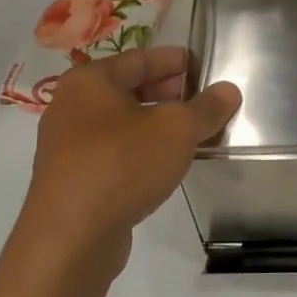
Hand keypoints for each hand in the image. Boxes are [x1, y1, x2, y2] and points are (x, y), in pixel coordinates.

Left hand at [17, 46, 240, 281]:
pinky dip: (141, 150)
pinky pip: (113, 152)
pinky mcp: (72, 180)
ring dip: (156, 125)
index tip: (204, 66)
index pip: (139, 58)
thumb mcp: (177, 130)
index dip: (175, 60)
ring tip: (192, 133)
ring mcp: (67, 146)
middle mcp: (71, 107)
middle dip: (168, 93)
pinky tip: (166, 164)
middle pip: (128, 89)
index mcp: (89, 82)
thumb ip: (206, 107)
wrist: (70, 238)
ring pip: (121, 123)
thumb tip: (229, 91)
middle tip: (202, 100)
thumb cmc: (122, 164)